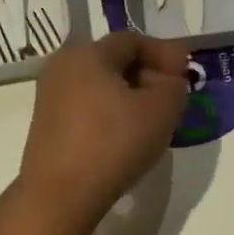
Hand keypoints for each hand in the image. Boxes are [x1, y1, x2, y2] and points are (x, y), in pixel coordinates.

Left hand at [17, 32, 188, 234]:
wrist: (61, 194)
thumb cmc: (115, 144)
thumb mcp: (162, 110)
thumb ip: (174, 85)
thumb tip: (168, 80)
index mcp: (88, 53)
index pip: (133, 40)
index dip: (164, 53)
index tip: (186, 74)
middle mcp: (63, 66)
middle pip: (114, 60)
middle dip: (147, 73)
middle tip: (172, 96)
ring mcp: (49, 96)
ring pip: (100, 85)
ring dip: (129, 95)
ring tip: (151, 119)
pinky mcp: (46, 125)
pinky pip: (86, 107)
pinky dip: (110, 113)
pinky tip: (125, 136)